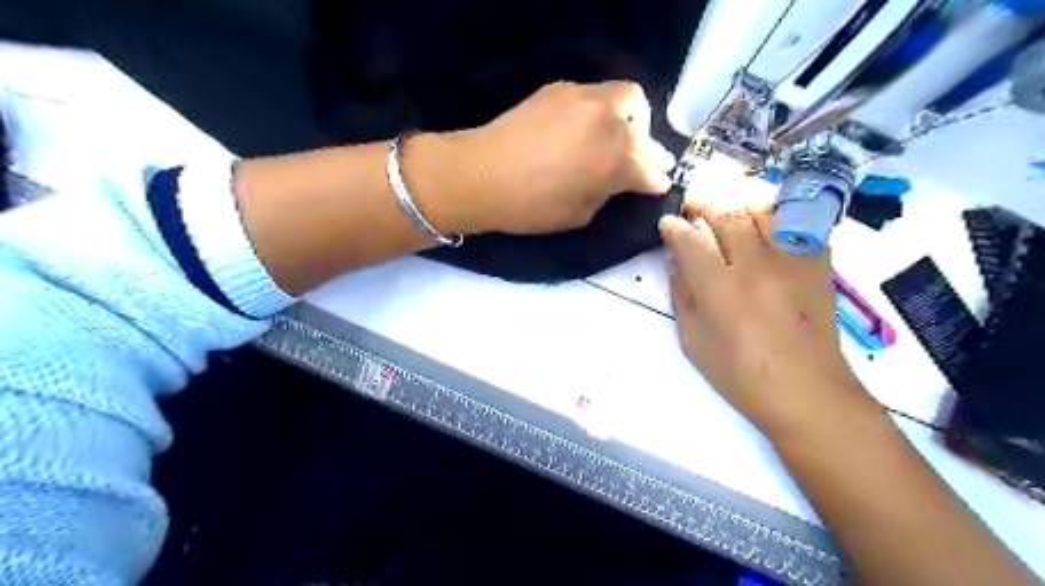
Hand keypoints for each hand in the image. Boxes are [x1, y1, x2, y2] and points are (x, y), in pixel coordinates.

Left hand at [426, 81, 676, 234]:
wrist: (481, 175)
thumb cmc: (530, 207)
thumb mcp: (579, 215)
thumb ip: (605, 194)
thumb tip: (616, 181)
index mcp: (615, 162)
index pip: (648, 172)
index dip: (656, 182)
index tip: (659, 186)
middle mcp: (608, 124)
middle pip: (643, 135)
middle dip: (652, 153)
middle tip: (653, 163)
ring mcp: (585, 100)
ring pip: (627, 99)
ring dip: (634, 120)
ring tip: (625, 135)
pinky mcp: (561, 89)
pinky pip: (596, 94)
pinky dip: (603, 110)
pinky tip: (591, 126)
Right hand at [659, 200, 875, 434]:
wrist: (807, 391)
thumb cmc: (741, 375)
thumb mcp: (694, 342)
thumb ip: (682, 297)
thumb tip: (675, 263)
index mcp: (719, 289)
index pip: (689, 241)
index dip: (674, 227)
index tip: (668, 223)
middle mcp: (755, 265)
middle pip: (727, 215)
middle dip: (704, 204)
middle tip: (693, 206)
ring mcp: (791, 262)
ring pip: (765, 211)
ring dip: (740, 204)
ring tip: (729, 210)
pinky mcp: (818, 265)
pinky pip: (799, 225)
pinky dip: (779, 217)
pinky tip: (767, 225)